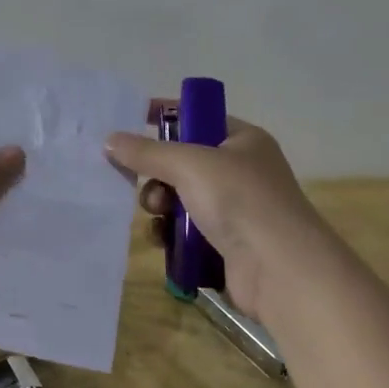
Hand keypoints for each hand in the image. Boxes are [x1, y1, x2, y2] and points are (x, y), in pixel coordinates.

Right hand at [104, 112, 320, 316]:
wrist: (279, 270)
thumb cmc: (239, 201)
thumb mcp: (189, 164)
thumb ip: (146, 151)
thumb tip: (109, 140)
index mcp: (243, 140)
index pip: (197, 117)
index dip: (164, 117)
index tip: (129, 122)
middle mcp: (240, 171)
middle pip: (182, 162)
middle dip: (156, 173)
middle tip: (144, 183)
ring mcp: (234, 210)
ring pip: (178, 198)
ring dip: (159, 206)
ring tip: (158, 216)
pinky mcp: (224, 244)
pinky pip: (184, 231)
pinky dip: (169, 234)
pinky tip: (163, 241)